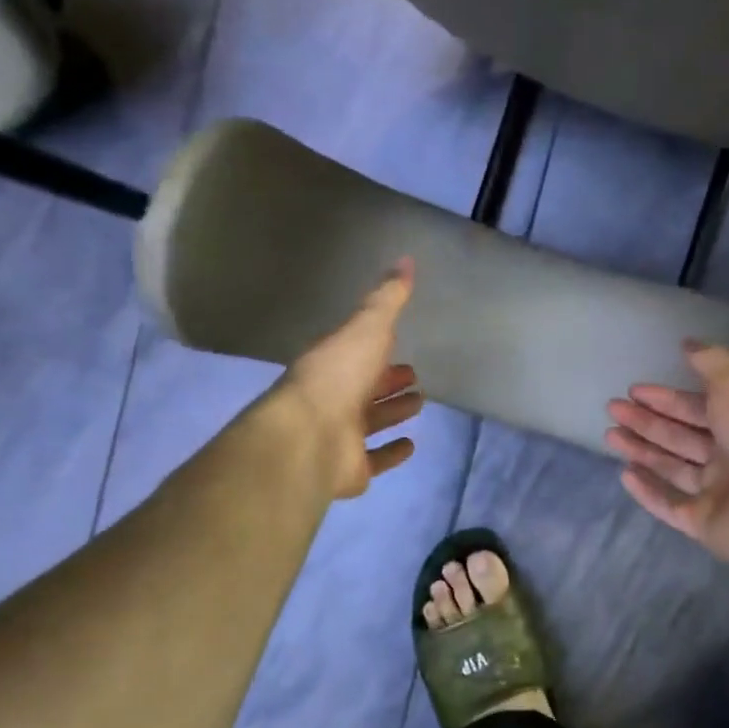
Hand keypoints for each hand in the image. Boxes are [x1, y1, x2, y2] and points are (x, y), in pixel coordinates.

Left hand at [278, 258, 423, 498]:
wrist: (309, 437)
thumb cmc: (338, 375)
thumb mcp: (366, 327)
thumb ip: (387, 298)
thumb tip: (406, 259)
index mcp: (332, 362)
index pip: (358, 352)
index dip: (379, 348)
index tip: (400, 345)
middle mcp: (333, 397)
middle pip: (364, 387)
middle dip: (388, 380)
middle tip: (414, 376)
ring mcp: (340, 435)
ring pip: (370, 420)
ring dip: (392, 412)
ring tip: (418, 403)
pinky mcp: (351, 468)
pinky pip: (375, 459)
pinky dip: (392, 453)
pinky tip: (411, 445)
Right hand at [606, 343, 728, 566]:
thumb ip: (711, 364)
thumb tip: (687, 342)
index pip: (695, 408)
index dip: (665, 398)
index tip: (633, 390)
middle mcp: (728, 458)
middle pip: (679, 437)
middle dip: (646, 422)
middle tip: (613, 409)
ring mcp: (717, 494)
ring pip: (671, 468)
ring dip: (641, 451)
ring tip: (610, 435)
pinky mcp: (704, 525)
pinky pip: (670, 506)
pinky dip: (647, 492)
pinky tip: (625, 474)